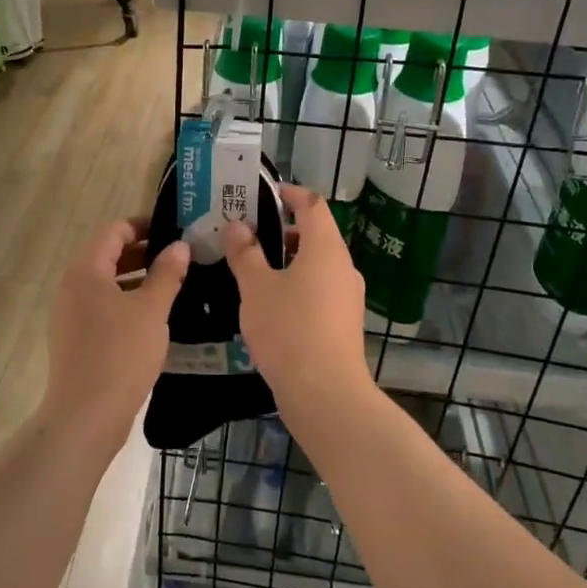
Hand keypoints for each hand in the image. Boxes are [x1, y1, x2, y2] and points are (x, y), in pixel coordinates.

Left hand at [44, 219, 188, 449]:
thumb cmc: (120, 355)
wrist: (86, 416)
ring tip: (174, 285)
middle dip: (144, 253)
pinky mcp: (76, 338)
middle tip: (181, 257)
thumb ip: (167, 274)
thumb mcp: (152, 310)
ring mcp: (70, 314)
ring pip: (107, 284)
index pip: (114, 231)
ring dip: (138, 280)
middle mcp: (71, 286)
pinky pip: (103, 308)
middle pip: (108, 255)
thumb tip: (179, 246)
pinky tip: (155, 318)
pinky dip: (127, 303)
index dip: (144, 226)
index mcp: (85, 271)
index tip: (174, 230)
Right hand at [224, 185, 372, 408]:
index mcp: (325, 248)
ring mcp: (348, 296)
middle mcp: (343, 266)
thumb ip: (245, 253)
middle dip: (283, 231)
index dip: (291, 194)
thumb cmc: (288, 330)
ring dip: (288, 261)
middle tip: (248, 236)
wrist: (325, 393)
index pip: (313, 204)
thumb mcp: (256, 288)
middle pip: (316, 235)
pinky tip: (271, 306)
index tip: (266, 194)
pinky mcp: (344, 323)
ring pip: (317, 265)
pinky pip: (320, 290)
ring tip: (253, 272)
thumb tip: (238, 226)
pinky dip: (297, 285)